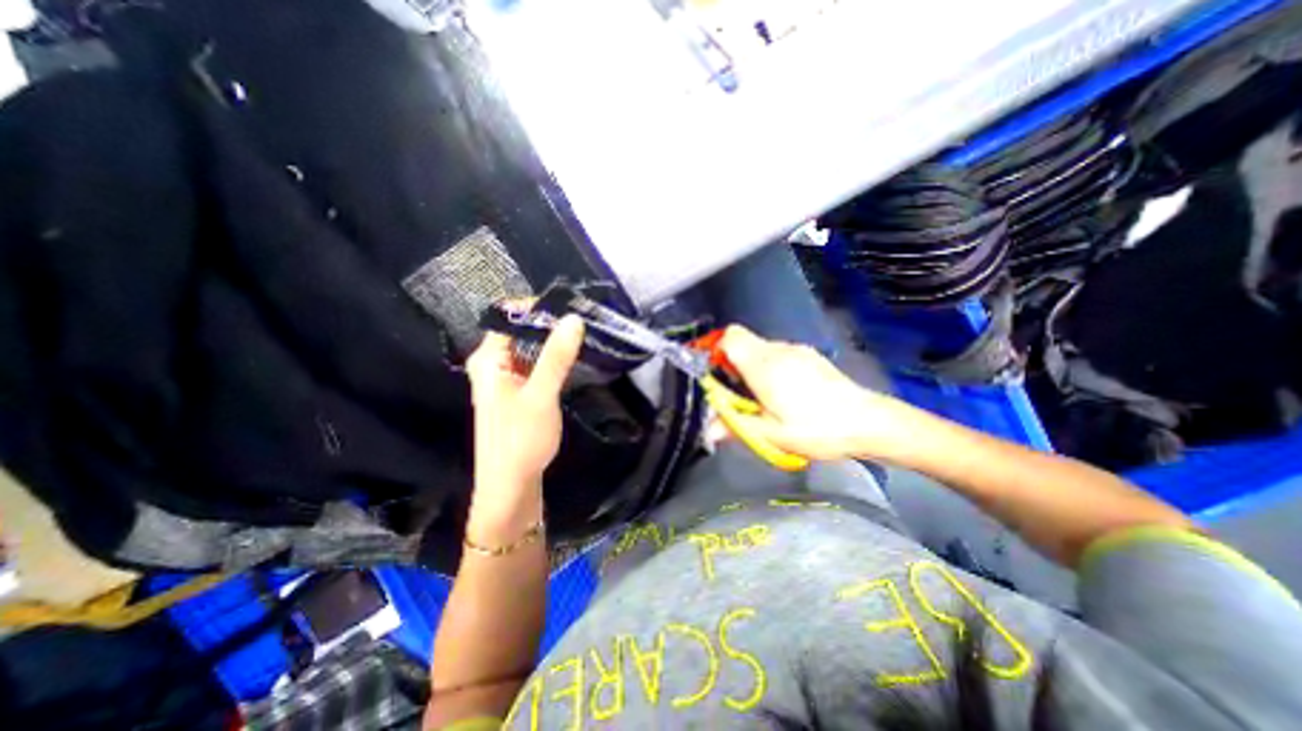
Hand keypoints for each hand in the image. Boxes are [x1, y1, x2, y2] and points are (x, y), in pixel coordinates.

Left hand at [464, 315, 581, 507]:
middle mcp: (491, 365)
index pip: (509, 317)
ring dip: (551, 343)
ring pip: (528, 350)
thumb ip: (556, 356)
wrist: (510, 488)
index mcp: (488, 360)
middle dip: (549, 325)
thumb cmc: (520, 440)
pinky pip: (533, 366)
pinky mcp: (516, 394)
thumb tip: (573, 318)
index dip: (537, 308)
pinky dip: (550, 360)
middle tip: (581, 321)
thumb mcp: (541, 395)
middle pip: (519, 332)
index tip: (569, 307)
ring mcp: (504, 381)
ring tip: (581, 336)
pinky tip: (570, 360)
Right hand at [716, 325, 929, 462]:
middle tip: (736, 394)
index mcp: (764, 365)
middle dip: (732, 363)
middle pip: (743, 342)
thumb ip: (736, 427)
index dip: (716, 349)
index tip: (714, 373)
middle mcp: (778, 350)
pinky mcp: (810, 356)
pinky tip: (785, 393)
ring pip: (760, 349)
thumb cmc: (817, 428)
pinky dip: (770, 368)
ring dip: (752, 367)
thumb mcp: (772, 434)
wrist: (868, 421)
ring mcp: (796, 350)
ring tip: (761, 398)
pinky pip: (778, 354)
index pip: (730, 336)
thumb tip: (706, 430)